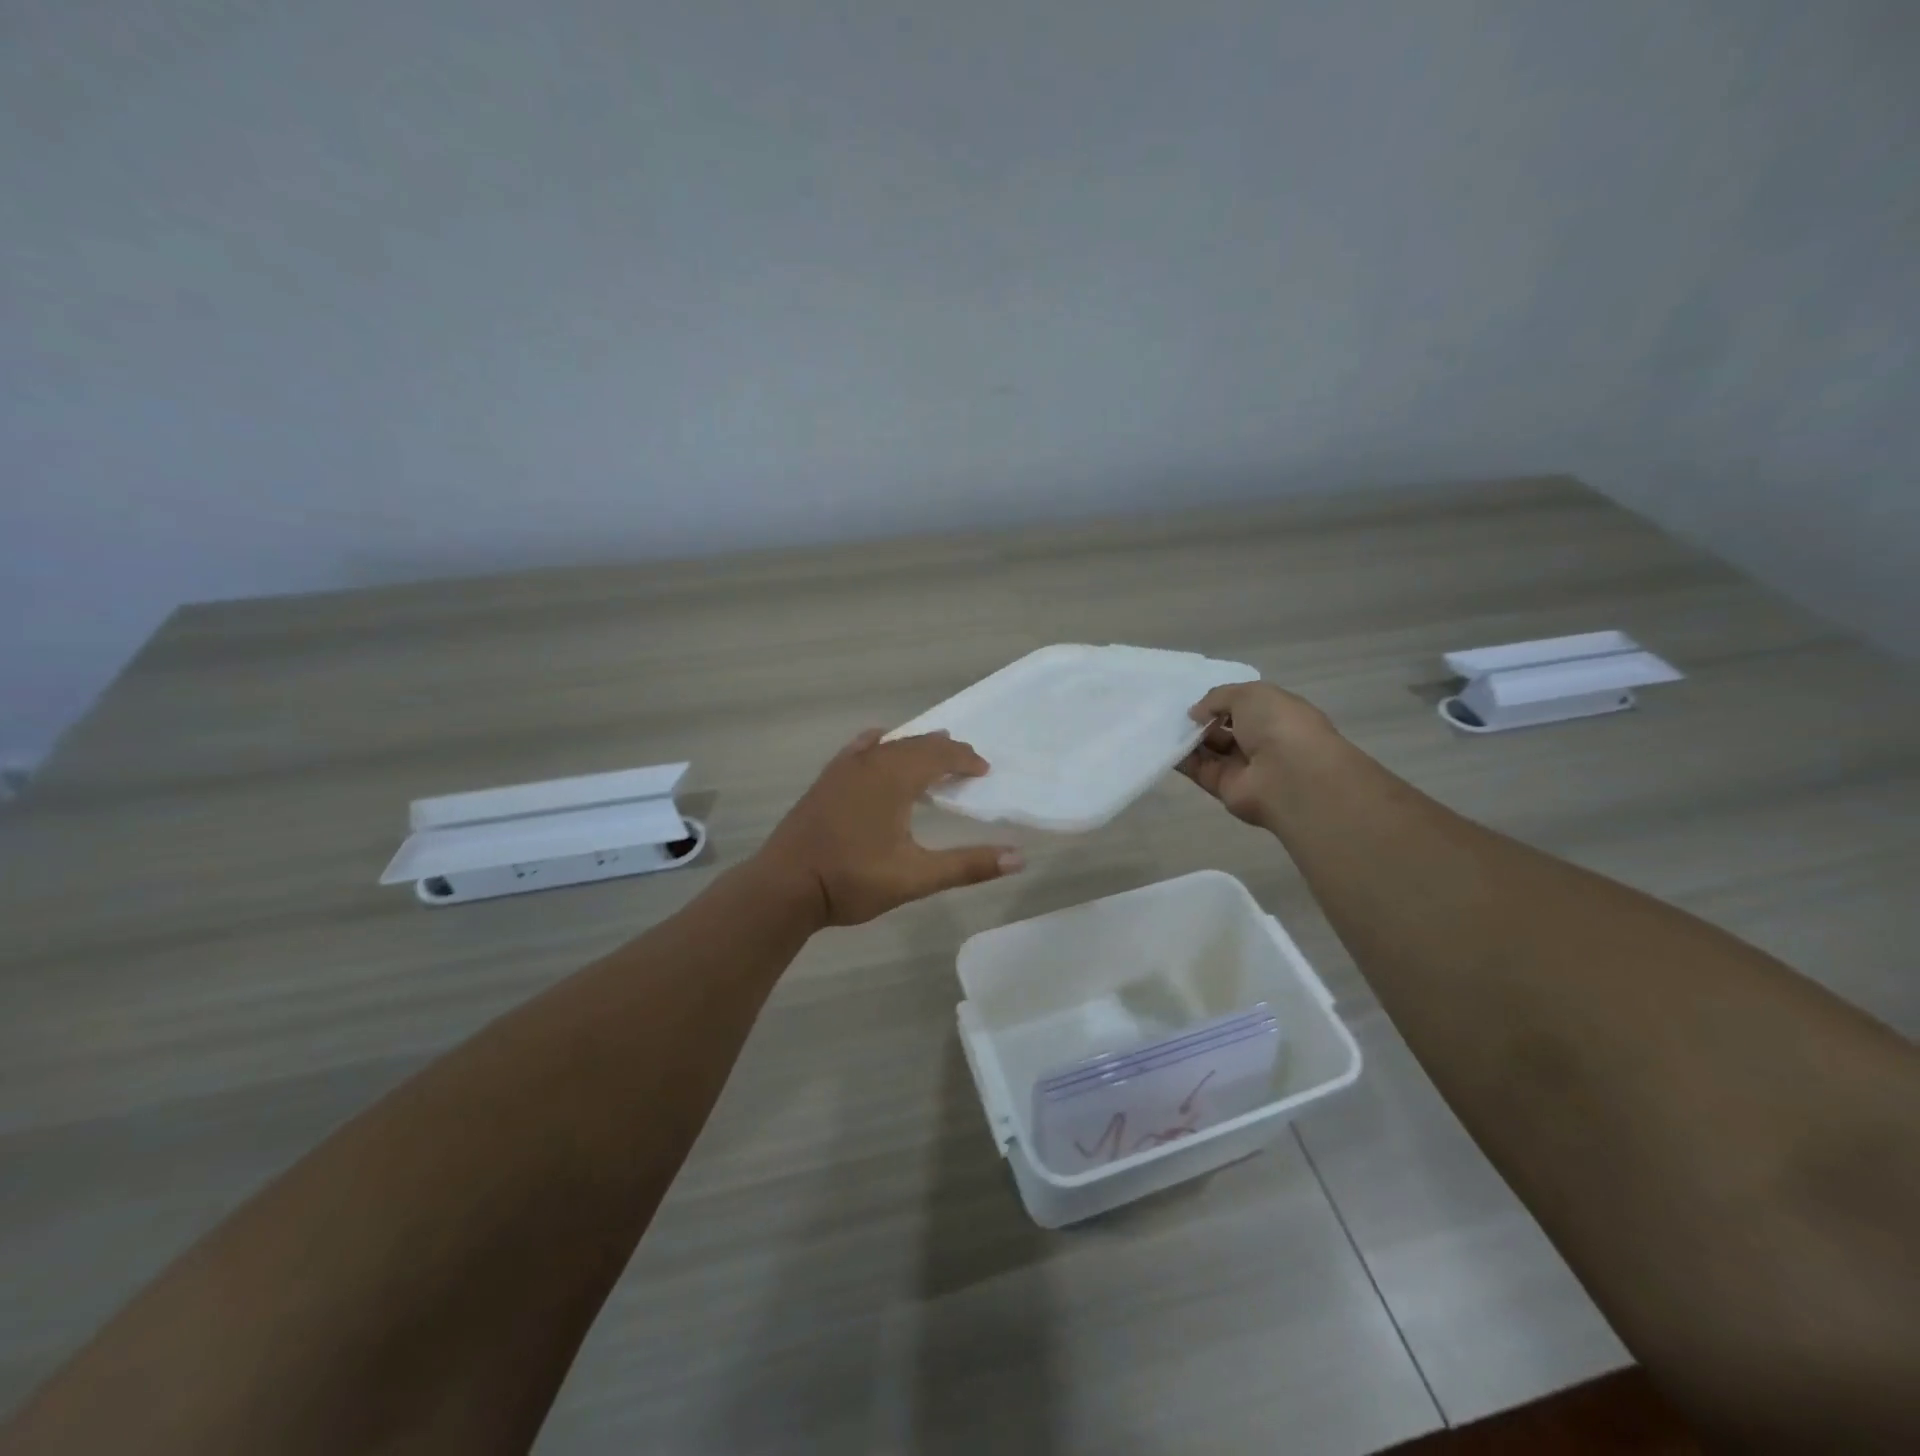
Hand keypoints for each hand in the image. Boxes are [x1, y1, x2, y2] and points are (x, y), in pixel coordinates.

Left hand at [757, 730, 1025, 926]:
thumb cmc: (852, 880)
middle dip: (944, 750)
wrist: (785, 886)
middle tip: (966, 763)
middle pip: (916, 744)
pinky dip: (878, 745)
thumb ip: (967, 865)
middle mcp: (870, 763)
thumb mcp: (916, 877)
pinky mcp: (825, 781)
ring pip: (888, 745)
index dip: (965, 759)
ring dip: (914, 747)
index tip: (984, 770)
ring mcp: (843, 769)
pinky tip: (877, 743)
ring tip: (932, 752)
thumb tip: (1018, 857)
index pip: (940, 755)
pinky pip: (858, 750)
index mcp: (895, 778)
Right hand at [1177, 682, 1339, 828]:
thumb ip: (1218, 697)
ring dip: (1188, 737)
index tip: (1197, 697)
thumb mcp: (1249, 694)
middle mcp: (1262, 740)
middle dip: (1201, 719)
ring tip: (1165, 724)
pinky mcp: (1224, 787)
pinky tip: (1163, 744)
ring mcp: (1243, 766)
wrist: (1287, 776)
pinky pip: (1198, 770)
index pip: (1246, 706)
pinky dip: (1180, 758)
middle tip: (1174, 710)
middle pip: (1225, 728)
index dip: (1222, 700)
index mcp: (1277, 715)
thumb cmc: (1277, 725)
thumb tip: (1195, 713)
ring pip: (1210, 749)